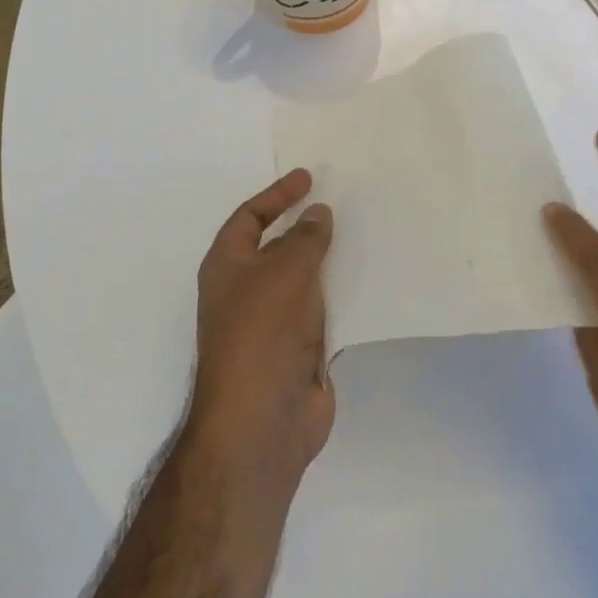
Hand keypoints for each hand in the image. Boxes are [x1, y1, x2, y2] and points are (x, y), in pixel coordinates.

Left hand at [191, 169, 335, 488]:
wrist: (263, 420)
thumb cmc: (262, 333)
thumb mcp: (285, 271)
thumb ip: (305, 238)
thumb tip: (318, 213)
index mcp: (228, 267)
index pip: (249, 218)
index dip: (276, 195)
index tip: (308, 177)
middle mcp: (246, 291)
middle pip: (277, 247)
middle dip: (305, 226)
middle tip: (341, 202)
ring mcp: (273, 323)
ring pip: (304, 279)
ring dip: (328, 260)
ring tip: (364, 235)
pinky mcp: (299, 349)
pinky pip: (323, 310)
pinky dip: (341, 293)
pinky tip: (369, 282)